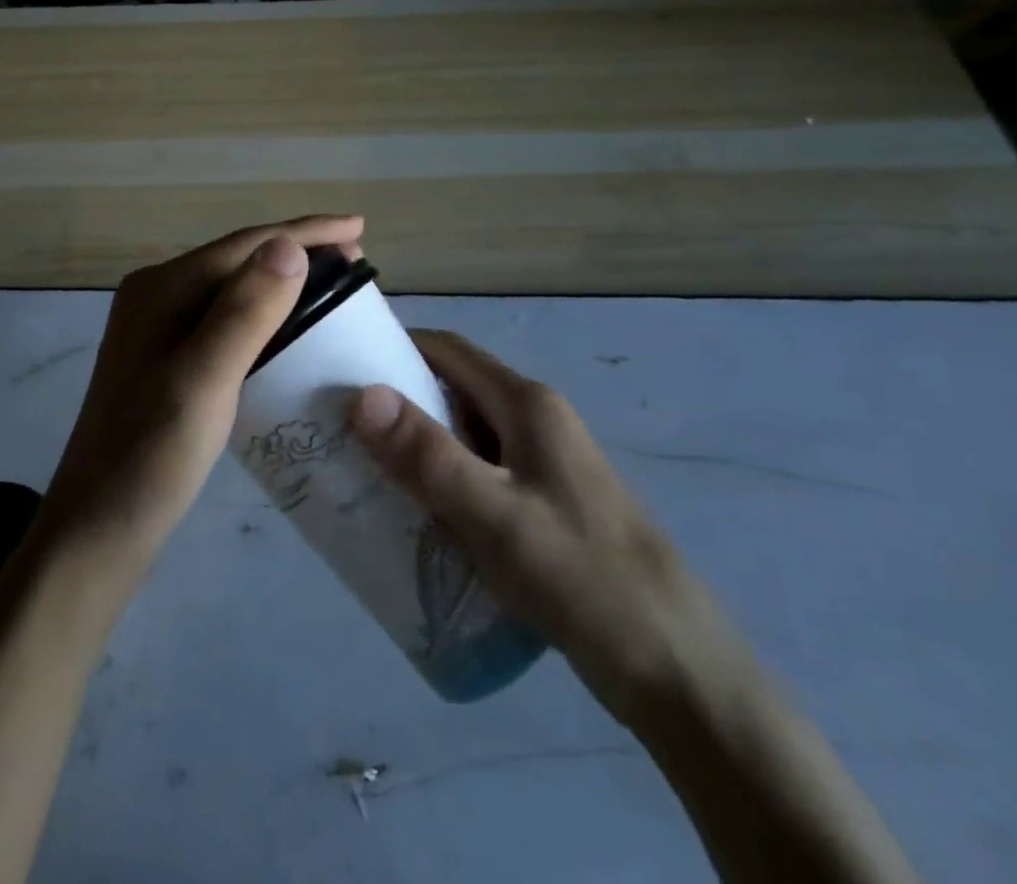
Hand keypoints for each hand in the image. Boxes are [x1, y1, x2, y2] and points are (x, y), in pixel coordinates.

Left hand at [38, 216, 365, 588]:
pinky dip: (266, 315)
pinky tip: (290, 329)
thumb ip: (245, 311)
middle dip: (298, 252)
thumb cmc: (151, 458)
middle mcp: (157, 297)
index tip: (359, 227)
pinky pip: (227, 320)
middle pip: (239, 260)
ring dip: (285, 282)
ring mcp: (159, 330)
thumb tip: (289, 245)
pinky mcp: (167, 361)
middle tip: (357, 260)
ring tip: (334, 287)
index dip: (305, 232)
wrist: (97, 532)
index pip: (245, 245)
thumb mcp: (203, 381)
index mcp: (161, 290)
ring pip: (234, 290)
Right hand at [350, 330, 747, 726]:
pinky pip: (479, 474)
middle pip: (453, 390)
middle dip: (396, 402)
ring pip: (464, 435)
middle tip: (338, 429)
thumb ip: (428, 455)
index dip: (393, 347)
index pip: (447, 350)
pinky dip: (441, 480)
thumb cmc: (582, 579)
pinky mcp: (545, 505)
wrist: (678, 670)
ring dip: (417, 445)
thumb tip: (362, 394)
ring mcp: (544, 464)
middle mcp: (535, 421)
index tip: (340, 368)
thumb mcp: (495, 517)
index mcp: (527, 404)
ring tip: (361, 471)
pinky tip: (414, 515)